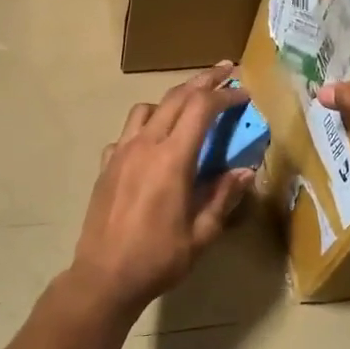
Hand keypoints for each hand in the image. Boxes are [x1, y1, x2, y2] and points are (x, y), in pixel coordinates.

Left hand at [68, 63, 253, 315]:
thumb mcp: (202, 234)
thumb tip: (245, 170)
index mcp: (172, 159)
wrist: (104, 277)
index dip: (225, 95)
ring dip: (172, 99)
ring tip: (190, 106)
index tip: (244, 93)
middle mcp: (145, 145)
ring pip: (146, 108)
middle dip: (203, 81)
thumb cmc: (158, 258)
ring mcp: (121, 152)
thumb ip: (223, 197)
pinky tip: (154, 144)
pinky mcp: (106, 165)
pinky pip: (127, 132)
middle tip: (226, 71)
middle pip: (175, 97)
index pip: (201, 109)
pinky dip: (146, 126)